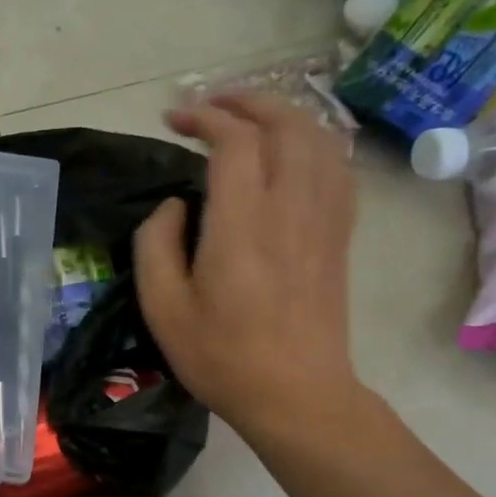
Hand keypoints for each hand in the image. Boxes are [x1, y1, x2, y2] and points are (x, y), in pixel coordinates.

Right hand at [135, 94, 364, 439]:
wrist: (297, 396)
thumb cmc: (222, 356)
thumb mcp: (163, 308)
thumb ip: (156, 244)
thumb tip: (174, 205)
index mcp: (242, 226)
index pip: (235, 141)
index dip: (205, 117)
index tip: (174, 119)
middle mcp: (291, 209)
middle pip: (286, 124)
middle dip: (247, 101)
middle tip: (210, 106)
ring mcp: (324, 220)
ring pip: (318, 139)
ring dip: (283, 116)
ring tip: (249, 120)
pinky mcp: (340, 236)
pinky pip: (337, 168)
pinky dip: (313, 144)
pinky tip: (291, 153)